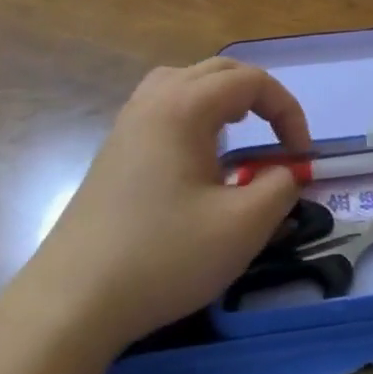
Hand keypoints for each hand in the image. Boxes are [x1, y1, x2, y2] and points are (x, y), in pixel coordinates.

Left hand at [25, 59, 310, 350]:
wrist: (72, 302)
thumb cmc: (163, 256)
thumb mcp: (242, 227)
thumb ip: (280, 188)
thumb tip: (286, 172)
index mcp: (184, 106)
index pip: (251, 81)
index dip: (287, 111)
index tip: (300, 158)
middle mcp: (154, 100)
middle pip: (218, 71)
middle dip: (259, 97)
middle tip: (279, 139)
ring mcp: (128, 123)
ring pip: (185, 82)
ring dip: (223, 98)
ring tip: (239, 131)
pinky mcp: (114, 150)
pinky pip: (163, 106)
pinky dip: (194, 114)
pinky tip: (198, 155)